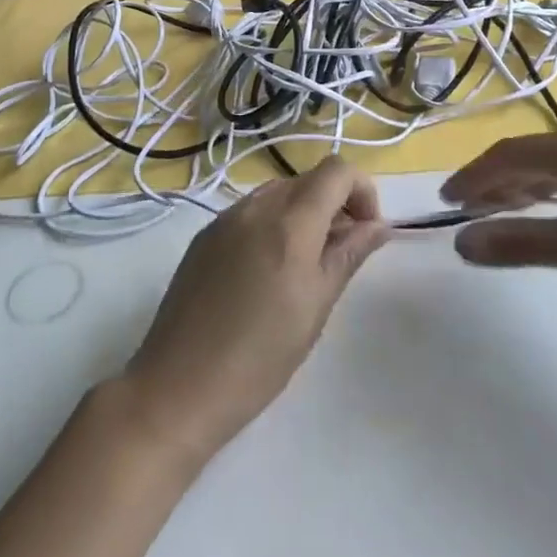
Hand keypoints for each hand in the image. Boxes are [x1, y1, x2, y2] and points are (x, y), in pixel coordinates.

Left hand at [120, 157, 388, 462]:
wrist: (178, 386)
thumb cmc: (260, 356)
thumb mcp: (316, 306)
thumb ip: (348, 255)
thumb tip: (379, 226)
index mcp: (289, 221)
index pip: (337, 170)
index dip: (362, 191)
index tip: (367, 232)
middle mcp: (255, 207)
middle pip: (307, 179)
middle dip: (334, 204)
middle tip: (341, 254)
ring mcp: (224, 218)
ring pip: (278, 193)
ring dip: (303, 214)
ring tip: (306, 266)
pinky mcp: (204, 236)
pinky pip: (249, 212)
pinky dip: (272, 224)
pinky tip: (267, 272)